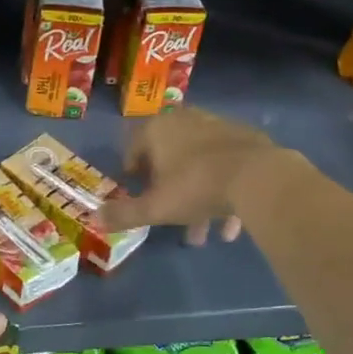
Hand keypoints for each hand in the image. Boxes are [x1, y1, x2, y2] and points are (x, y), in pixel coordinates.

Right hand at [100, 107, 282, 245]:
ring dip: (197, 197)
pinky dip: (223, 192)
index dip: (133, 169)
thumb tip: (94, 218)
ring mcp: (220, 128)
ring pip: (200, 165)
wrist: (258, 177)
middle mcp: (187, 120)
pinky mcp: (249, 140)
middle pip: (170, 156)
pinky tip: (228, 226)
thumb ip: (124, 214)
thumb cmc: (195, 187)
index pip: (136, 145)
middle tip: (168, 213)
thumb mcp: (155, 208)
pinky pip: (227, 167)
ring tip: (201, 233)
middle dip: (168, 188)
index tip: (136, 189)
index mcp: (159, 129)